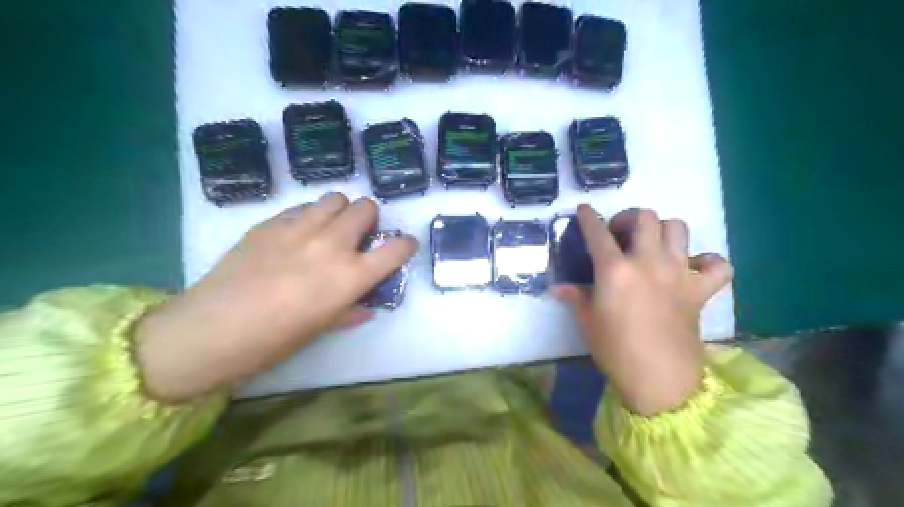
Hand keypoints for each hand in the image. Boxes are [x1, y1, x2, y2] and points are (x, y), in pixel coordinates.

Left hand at [136, 191, 418, 401]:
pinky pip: (302, 207)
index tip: (401, 248)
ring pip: (335, 198)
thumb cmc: (274, 340)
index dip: (405, 245)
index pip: (396, 248)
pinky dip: (309, 216)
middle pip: (365, 208)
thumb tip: (364, 305)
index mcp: (350, 276)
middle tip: (356, 237)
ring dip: (340, 211)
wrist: (211, 329)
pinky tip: (296, 235)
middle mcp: (331, 244)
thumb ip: (350, 310)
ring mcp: (299, 228)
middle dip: (368, 220)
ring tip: (328, 229)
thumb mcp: (321, 328)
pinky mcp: (270, 222)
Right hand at [551, 205, 732, 416]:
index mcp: (615, 270)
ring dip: (663, 230)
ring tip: (653, 246)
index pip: (597, 232)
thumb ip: (574, 296)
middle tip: (621, 234)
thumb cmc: (615, 349)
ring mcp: (679, 273)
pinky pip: (716, 264)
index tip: (583, 210)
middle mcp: (648, 262)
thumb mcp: (587, 321)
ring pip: (678, 228)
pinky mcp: (701, 290)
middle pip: (645, 217)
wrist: (659, 379)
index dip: (587, 217)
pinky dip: (707, 261)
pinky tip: (693, 269)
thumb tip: (557, 287)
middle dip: (629, 218)